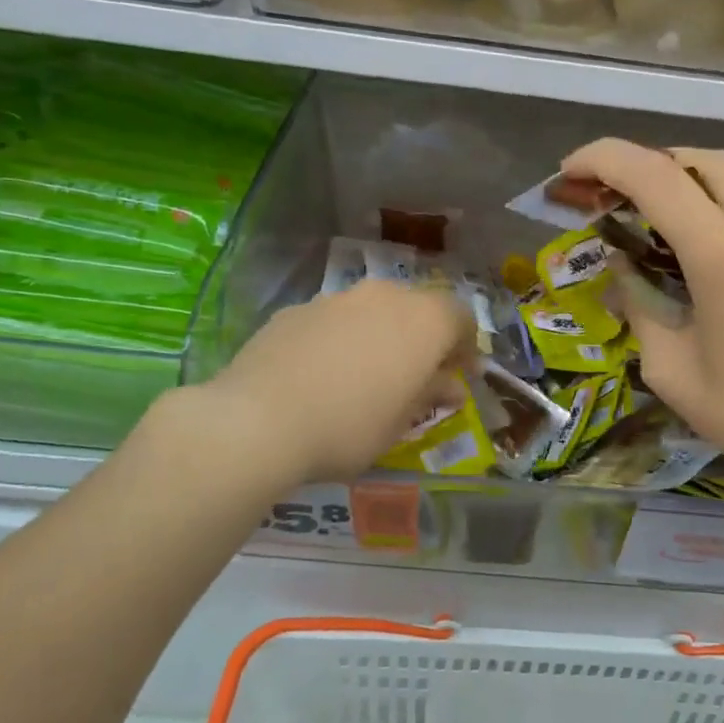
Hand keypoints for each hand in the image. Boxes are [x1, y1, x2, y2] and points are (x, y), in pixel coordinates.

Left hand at [189, 279, 473, 486]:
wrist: (258, 420)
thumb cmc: (350, 426)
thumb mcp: (401, 422)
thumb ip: (430, 394)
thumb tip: (450, 386)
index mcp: (424, 321)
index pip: (461, 317)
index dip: (465, 346)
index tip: (459, 377)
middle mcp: (385, 296)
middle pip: (419, 307)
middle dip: (424, 337)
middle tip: (418, 374)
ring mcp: (337, 298)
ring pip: (374, 309)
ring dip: (382, 334)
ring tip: (368, 374)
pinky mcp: (297, 309)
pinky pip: (336, 319)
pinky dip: (343, 338)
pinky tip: (325, 373)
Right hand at [560, 138, 723, 507]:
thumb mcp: (670, 370)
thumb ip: (639, 306)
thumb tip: (623, 267)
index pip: (657, 177)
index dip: (604, 161)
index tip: (568, 173)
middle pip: (698, 160)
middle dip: (643, 162)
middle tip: (604, 193)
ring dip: (679, 180)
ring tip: (639, 214)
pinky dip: (710, 203)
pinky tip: (687, 242)